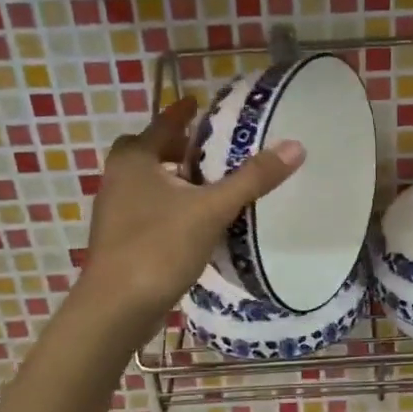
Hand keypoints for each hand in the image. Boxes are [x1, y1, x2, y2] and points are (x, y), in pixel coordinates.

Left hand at [77, 97, 304, 335]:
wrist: (116, 308)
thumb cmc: (159, 247)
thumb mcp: (211, 209)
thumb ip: (252, 178)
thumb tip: (295, 146)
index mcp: (135, 159)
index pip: (162, 123)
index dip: (182, 112)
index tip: (199, 103)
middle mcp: (119, 178)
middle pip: (152, 151)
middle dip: (179, 147)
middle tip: (211, 148)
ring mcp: (117, 211)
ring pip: (151, 182)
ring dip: (178, 178)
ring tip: (213, 182)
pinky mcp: (123, 239)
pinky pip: (152, 209)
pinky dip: (173, 205)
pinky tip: (199, 220)